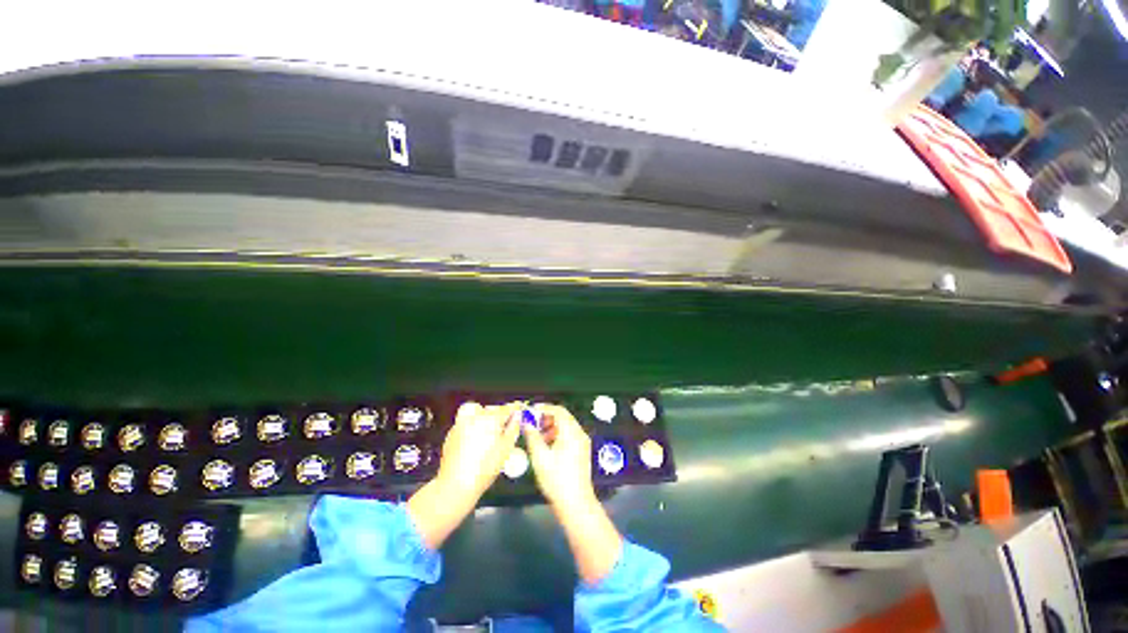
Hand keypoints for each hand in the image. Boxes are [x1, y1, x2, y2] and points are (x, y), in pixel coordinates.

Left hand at [437, 401, 521, 498]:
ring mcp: (461, 423)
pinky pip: (464, 421)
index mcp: (491, 419)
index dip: (515, 408)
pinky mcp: (452, 433)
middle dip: (498, 413)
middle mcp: (475, 417)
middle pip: (491, 408)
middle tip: (504, 425)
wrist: (456, 484)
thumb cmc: (485, 468)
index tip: (519, 409)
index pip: (507, 408)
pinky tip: (475, 439)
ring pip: (474, 410)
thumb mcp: (506, 448)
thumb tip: (517, 417)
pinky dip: (471, 425)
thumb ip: (513, 428)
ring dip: (482, 415)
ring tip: (487, 428)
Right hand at [522, 404, 595, 509]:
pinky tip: (547, 446)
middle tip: (533, 423)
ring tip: (538, 436)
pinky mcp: (582, 451)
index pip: (558, 410)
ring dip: (551, 426)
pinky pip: (569, 435)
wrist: (575, 503)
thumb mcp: (540, 456)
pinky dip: (558, 435)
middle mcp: (579, 433)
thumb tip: (527, 422)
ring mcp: (582, 442)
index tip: (531, 411)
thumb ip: (532, 436)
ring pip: (566, 426)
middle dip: (547, 417)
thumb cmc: (556, 479)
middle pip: (563, 417)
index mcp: (571, 431)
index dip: (544, 408)